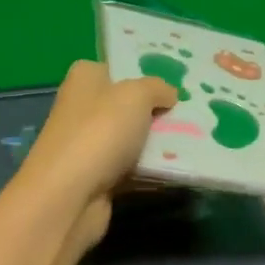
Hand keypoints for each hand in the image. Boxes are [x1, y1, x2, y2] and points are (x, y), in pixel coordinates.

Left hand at [11, 60, 177, 254]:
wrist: (69, 196)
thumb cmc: (100, 132)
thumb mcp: (136, 95)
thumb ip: (157, 88)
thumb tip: (169, 94)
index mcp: (85, 78)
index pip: (117, 68)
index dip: (145, 74)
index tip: (177, 83)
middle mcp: (83, 108)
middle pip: (128, 105)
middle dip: (158, 110)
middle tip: (193, 113)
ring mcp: (88, 144)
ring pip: (133, 138)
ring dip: (158, 143)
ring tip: (195, 140)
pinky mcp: (97, 177)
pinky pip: (133, 168)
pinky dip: (152, 169)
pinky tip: (179, 168)